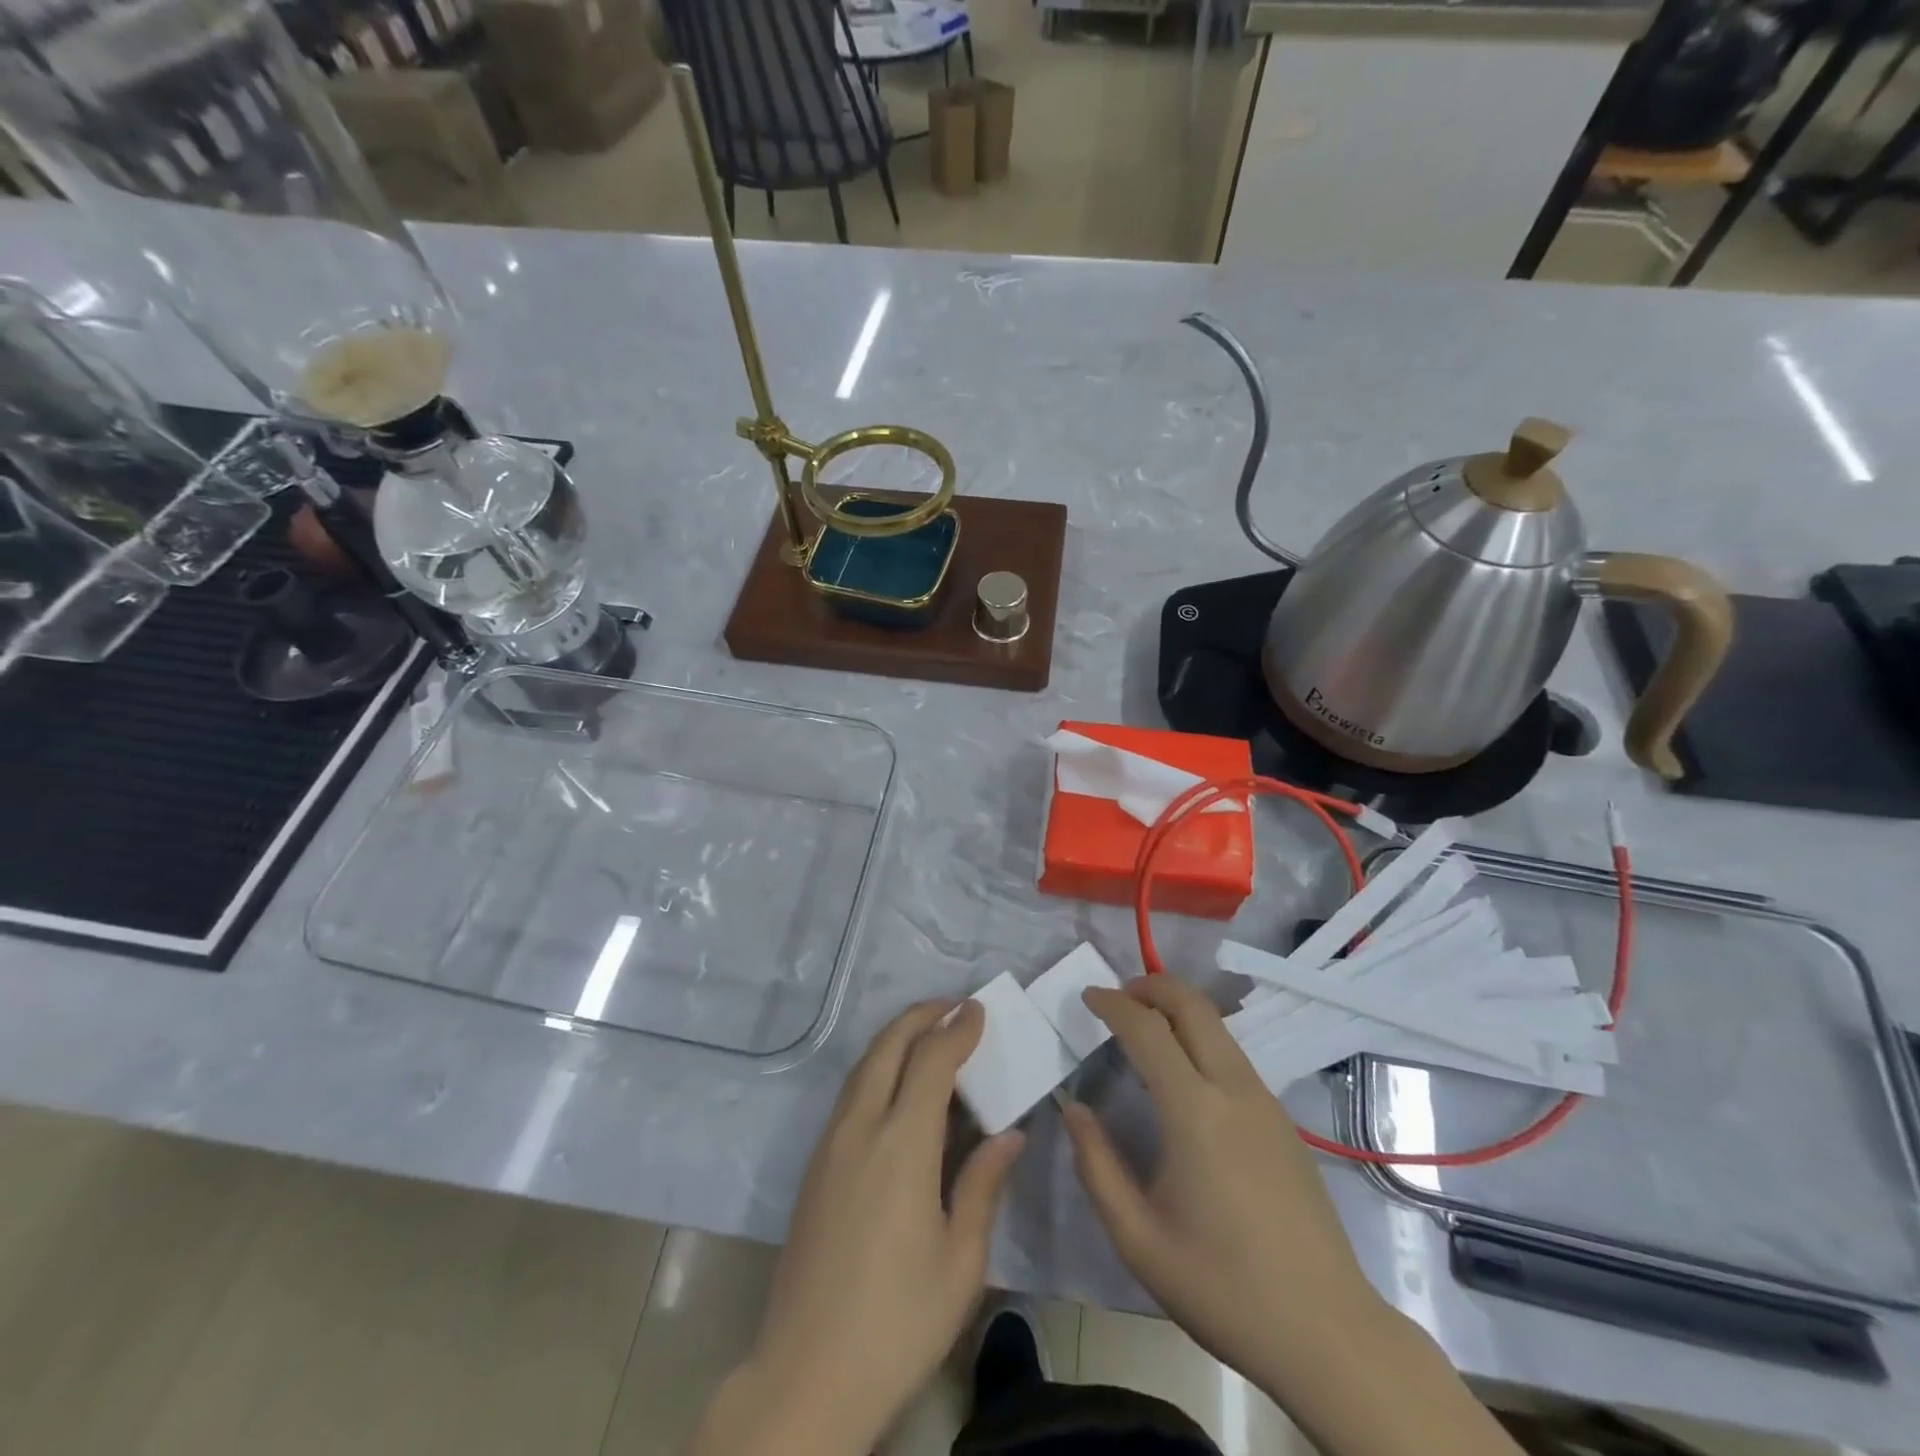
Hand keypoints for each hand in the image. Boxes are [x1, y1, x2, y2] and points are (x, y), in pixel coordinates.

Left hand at [703, 1000, 1023, 1455]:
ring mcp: (830, 1145)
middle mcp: (861, 1128)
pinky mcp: (814, 1166)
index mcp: (902, 1144)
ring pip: (863, 1067)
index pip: (931, 1061)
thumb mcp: (961, 1261)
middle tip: (952, 1006)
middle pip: (888, 1047)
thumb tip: (1010, 1134)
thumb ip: (983, 1185)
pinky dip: (877, 1068)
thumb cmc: (898, 1321)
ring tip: (927, 1034)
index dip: (957, 1030)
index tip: (979, 1010)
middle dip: (920, 1017)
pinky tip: (896, 1087)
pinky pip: (850, 1095)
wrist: (807, 1373)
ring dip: (895, 1039)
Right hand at [1063, 976, 1386, 1398]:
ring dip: (1178, 1009)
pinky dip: (1200, 1038)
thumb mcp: (1138, 1238)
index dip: (1113, 1004)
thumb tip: (1072, 1109)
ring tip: (1144, 1027)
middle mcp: (1234, 1090)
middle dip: (1152, 985)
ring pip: (1218, 1027)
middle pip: (1193, 1005)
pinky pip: (1233, 1056)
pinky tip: (1183, 1075)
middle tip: (1117, 995)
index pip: (1148, 1029)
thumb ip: (1097, 1165)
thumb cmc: (1222, 1286)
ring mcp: (1266, 1102)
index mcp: (1194, 1111)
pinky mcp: (1283, 1121)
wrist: (1327, 1333)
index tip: (1087, 996)